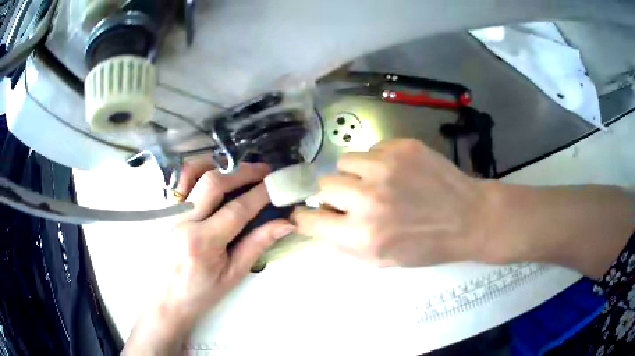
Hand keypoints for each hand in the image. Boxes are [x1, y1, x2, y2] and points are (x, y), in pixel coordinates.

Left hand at [124, 161, 293, 354]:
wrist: (166, 299)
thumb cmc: (200, 292)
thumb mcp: (233, 274)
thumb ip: (257, 244)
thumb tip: (286, 223)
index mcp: (202, 242)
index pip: (237, 209)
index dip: (261, 193)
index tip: (277, 184)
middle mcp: (182, 221)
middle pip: (214, 182)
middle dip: (243, 172)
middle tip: (263, 171)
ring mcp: (168, 212)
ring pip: (192, 172)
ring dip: (218, 165)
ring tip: (236, 170)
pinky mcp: (162, 209)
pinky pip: (179, 180)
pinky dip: (197, 171)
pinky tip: (211, 175)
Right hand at [293, 139, 492, 266]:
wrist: (468, 217)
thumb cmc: (427, 245)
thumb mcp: (382, 260)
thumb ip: (345, 244)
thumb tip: (320, 222)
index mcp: (363, 235)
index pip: (310, 219)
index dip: (306, 217)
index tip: (309, 214)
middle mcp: (368, 198)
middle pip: (323, 186)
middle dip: (334, 195)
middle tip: (354, 200)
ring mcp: (385, 167)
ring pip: (344, 161)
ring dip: (354, 174)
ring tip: (377, 182)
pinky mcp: (401, 146)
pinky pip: (371, 149)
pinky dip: (377, 161)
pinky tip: (398, 172)